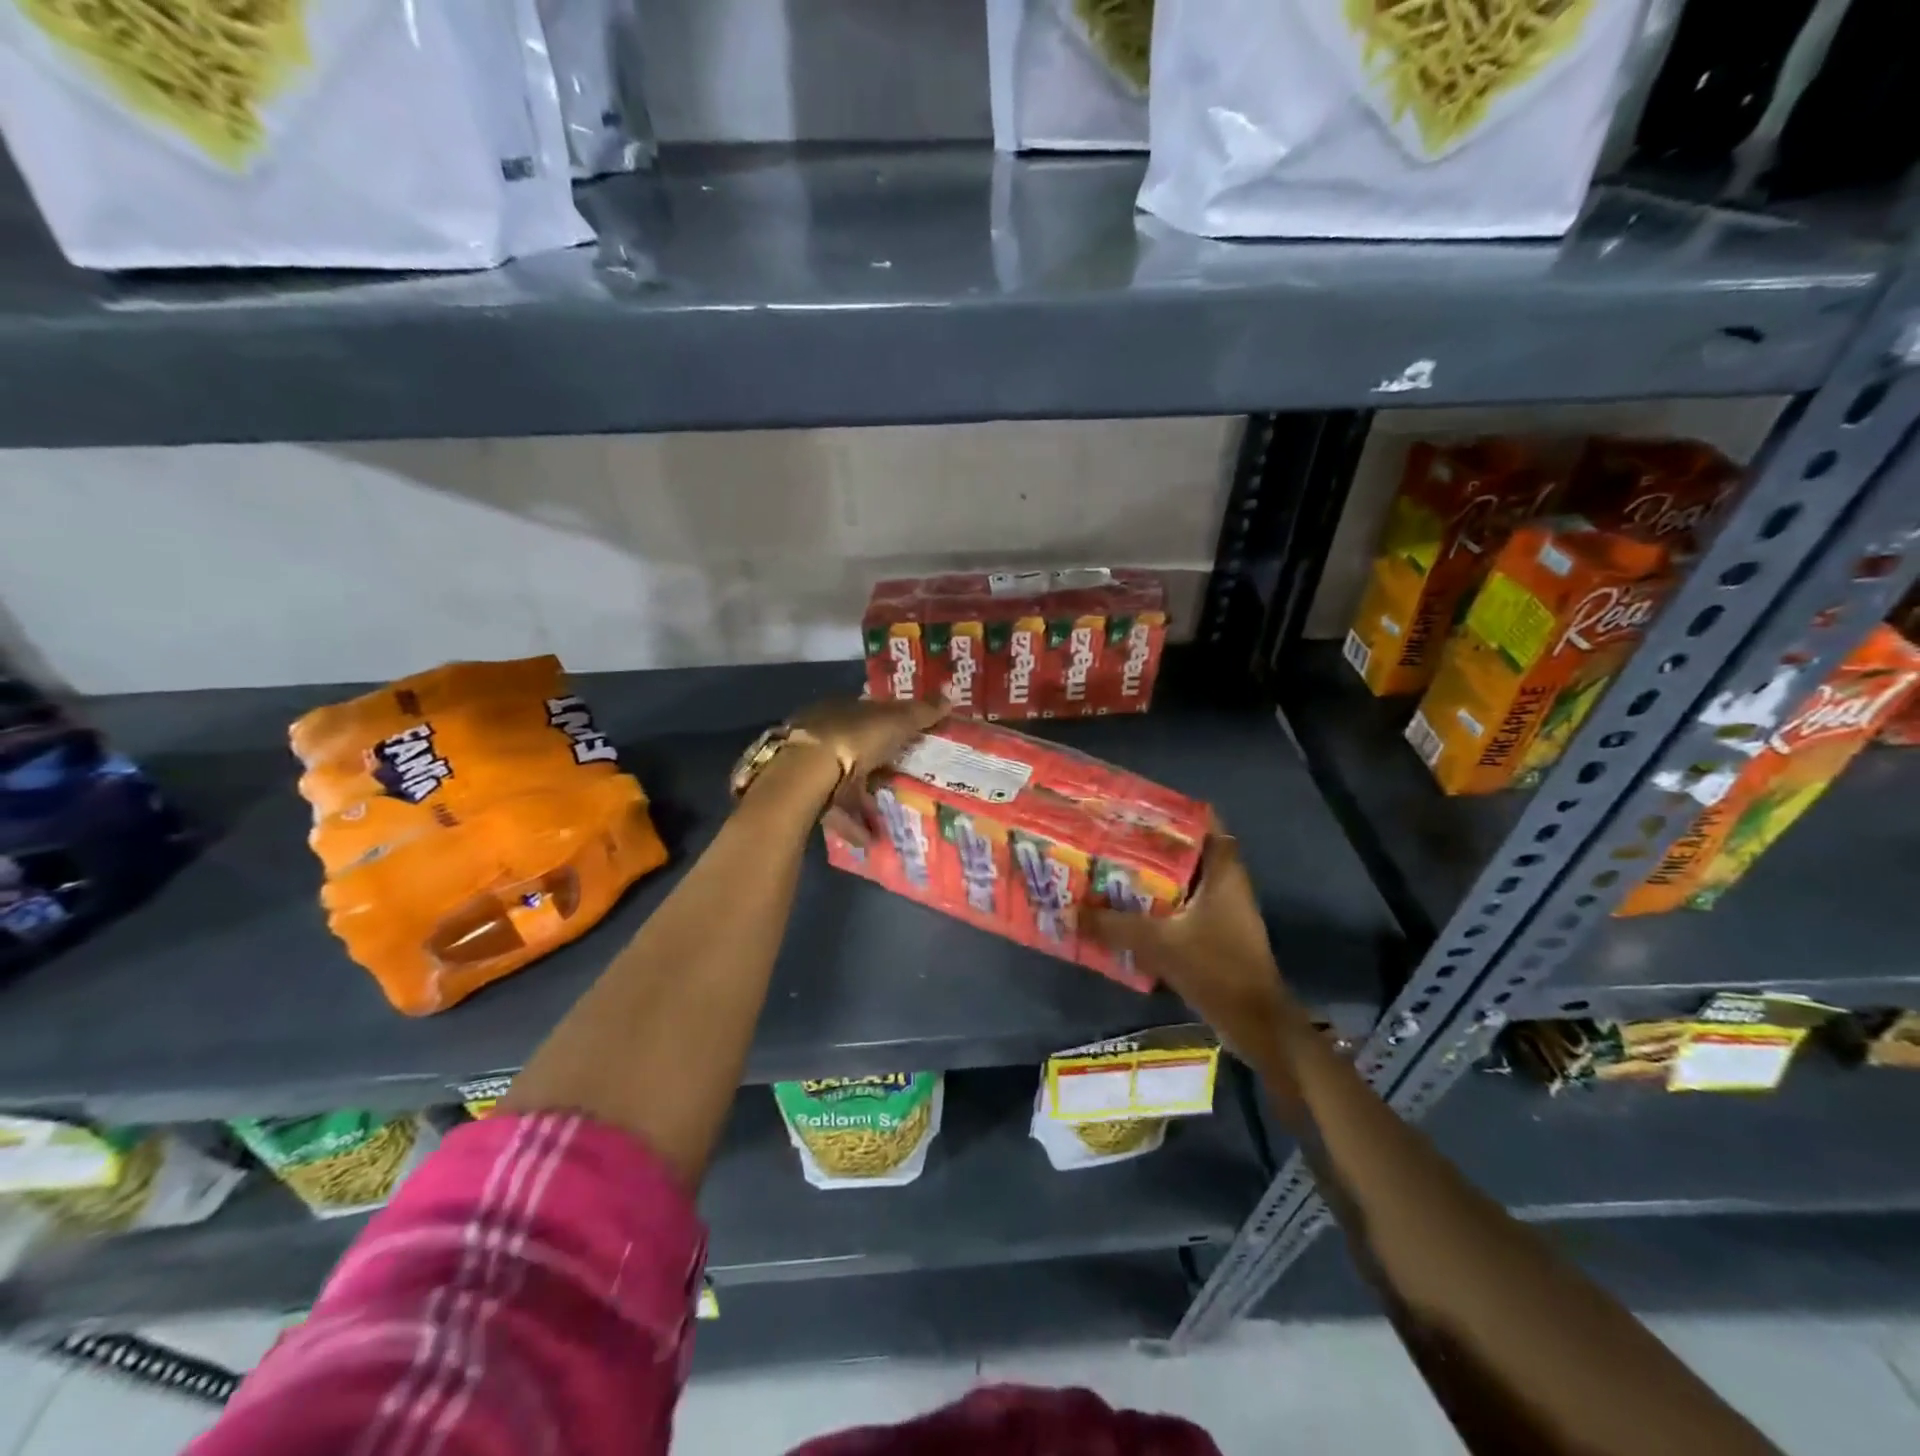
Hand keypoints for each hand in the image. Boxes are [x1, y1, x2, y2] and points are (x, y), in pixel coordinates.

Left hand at [782, 697, 946, 840]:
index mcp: (839, 708)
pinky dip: (852, 824)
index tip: (905, 739)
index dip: (887, 724)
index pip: (866, 712)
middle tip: (898, 778)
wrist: (807, 774)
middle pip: (852, 747)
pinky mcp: (804, 795)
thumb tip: (949, 698)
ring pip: (840, 781)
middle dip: (873, 763)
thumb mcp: (895, 721)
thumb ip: (920, 713)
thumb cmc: (854, 738)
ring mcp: (809, 765)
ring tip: (887, 816)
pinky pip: (834, 810)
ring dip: (862, 799)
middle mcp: (820, 733)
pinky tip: (871, 838)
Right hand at [1082, 829, 1304, 1060]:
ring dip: (1156, 878)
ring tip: (1114, 870)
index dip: (1177, 811)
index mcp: (1224, 873)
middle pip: (1191, 852)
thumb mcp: (1158, 943)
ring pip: (1187, 882)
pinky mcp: (1218, 937)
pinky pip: (1185, 909)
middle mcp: (1228, 885)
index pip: (1207, 824)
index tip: (1141, 807)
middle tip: (1115, 839)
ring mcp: (1225, 913)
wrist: (1254, 1023)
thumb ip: (1114, 926)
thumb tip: (1072, 911)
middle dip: (1155, 845)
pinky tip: (1129, 911)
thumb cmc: (1215, 968)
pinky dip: (1161, 906)